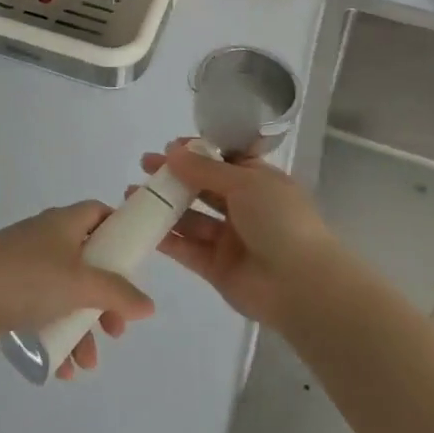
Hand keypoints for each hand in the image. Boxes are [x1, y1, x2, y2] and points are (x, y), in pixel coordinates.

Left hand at [0, 203, 154, 378]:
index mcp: (62, 223)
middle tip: (116, 328)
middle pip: (87, 262)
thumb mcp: (80, 283)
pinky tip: (62, 368)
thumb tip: (149, 304)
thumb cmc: (25, 279)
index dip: (119, 232)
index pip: (98, 213)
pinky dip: (56, 337)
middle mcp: (44, 239)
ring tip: (87, 362)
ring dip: (81, 328)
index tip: (136, 263)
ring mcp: (23, 268)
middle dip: (105, 298)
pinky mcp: (6, 295)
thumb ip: (118, 293)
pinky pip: (42, 314)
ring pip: (65, 295)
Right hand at [146, 140, 336, 325]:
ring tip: (132, 194)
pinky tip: (142, 225)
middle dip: (174, 176)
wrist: (300, 285)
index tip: (170, 147)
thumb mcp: (245, 182)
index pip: (223, 160)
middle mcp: (243, 207)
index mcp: (258, 181)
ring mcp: (229, 239)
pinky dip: (166, 237)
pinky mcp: (216, 267)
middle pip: (202, 187)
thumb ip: (205, 169)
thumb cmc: (279, 220)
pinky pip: (187, 248)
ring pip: (191, 217)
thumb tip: (173, 151)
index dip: (197, 153)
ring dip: (164, 205)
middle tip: (144, 167)